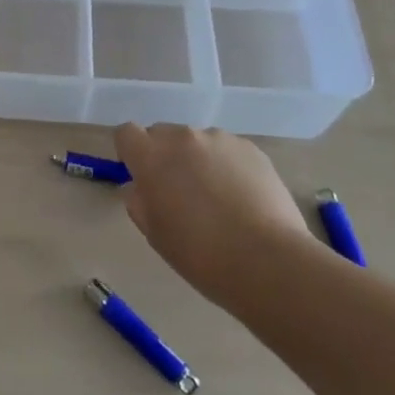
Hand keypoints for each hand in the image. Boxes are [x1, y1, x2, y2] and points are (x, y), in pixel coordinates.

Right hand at [116, 124, 317, 300]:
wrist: (268, 261)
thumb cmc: (200, 254)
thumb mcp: (155, 234)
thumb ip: (139, 201)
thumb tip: (139, 187)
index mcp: (151, 157)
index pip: (126, 133)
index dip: (131, 152)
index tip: (141, 176)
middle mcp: (182, 138)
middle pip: (162, 134)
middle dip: (165, 155)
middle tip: (180, 191)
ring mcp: (219, 139)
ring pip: (197, 142)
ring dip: (198, 159)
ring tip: (218, 197)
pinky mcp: (250, 148)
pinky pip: (227, 150)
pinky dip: (227, 166)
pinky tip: (242, 197)